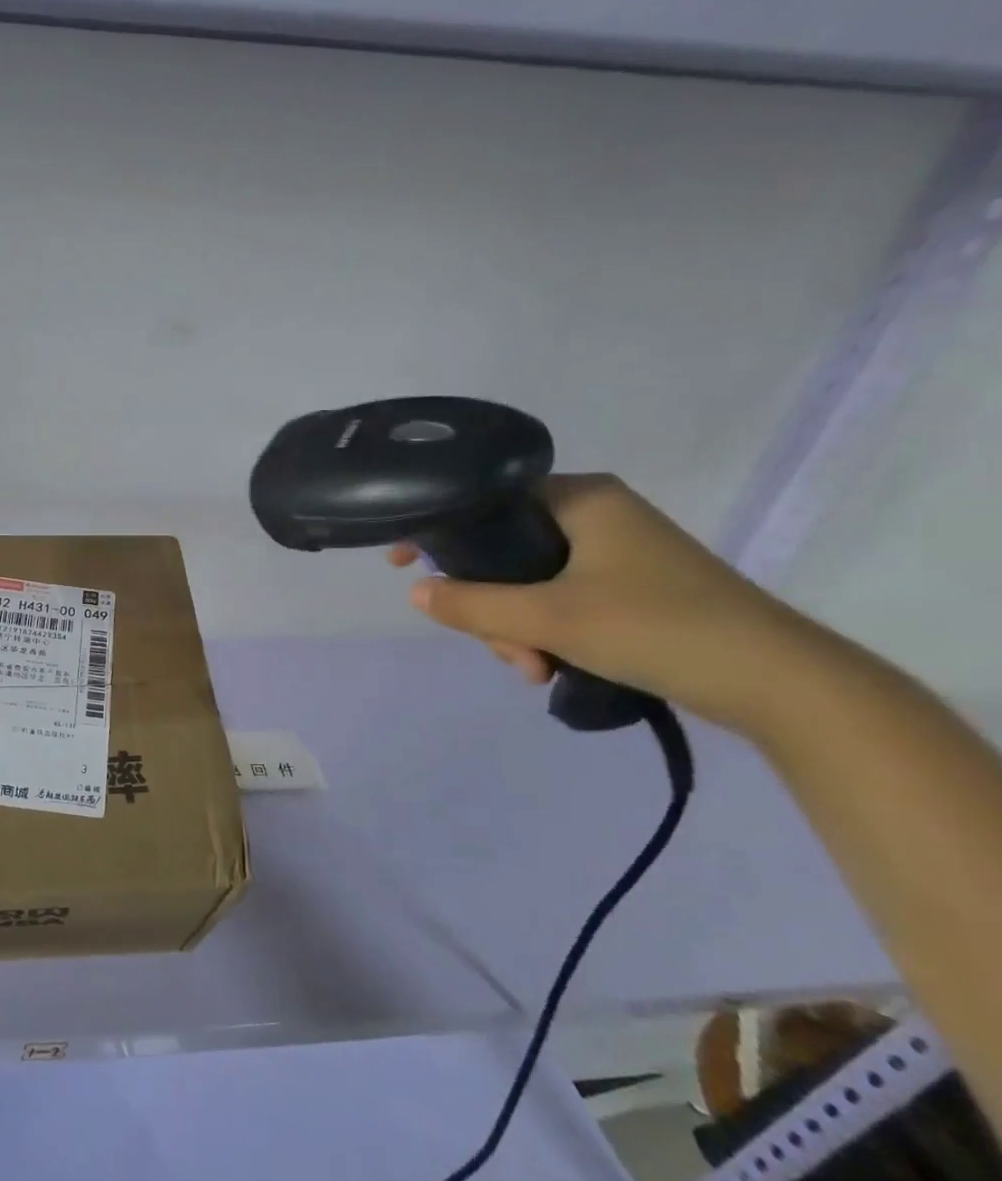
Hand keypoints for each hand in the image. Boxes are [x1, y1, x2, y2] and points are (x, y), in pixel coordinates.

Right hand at [388, 474, 817, 733]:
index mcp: (581, 498)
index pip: (486, 501)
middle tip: (502, 649)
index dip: (440, 533)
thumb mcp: (548, 618)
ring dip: (516, 628)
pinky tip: (552, 669)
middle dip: (490, 606)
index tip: (403, 564)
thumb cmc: (656, 627)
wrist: (778, 682)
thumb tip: (415, 592)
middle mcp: (598, 515)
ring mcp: (618, 553)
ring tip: (533, 670)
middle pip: (505, 551)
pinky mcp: (634, 588)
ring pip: (530, 583)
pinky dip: (547, 633)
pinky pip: (561, 600)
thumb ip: (473, 603)